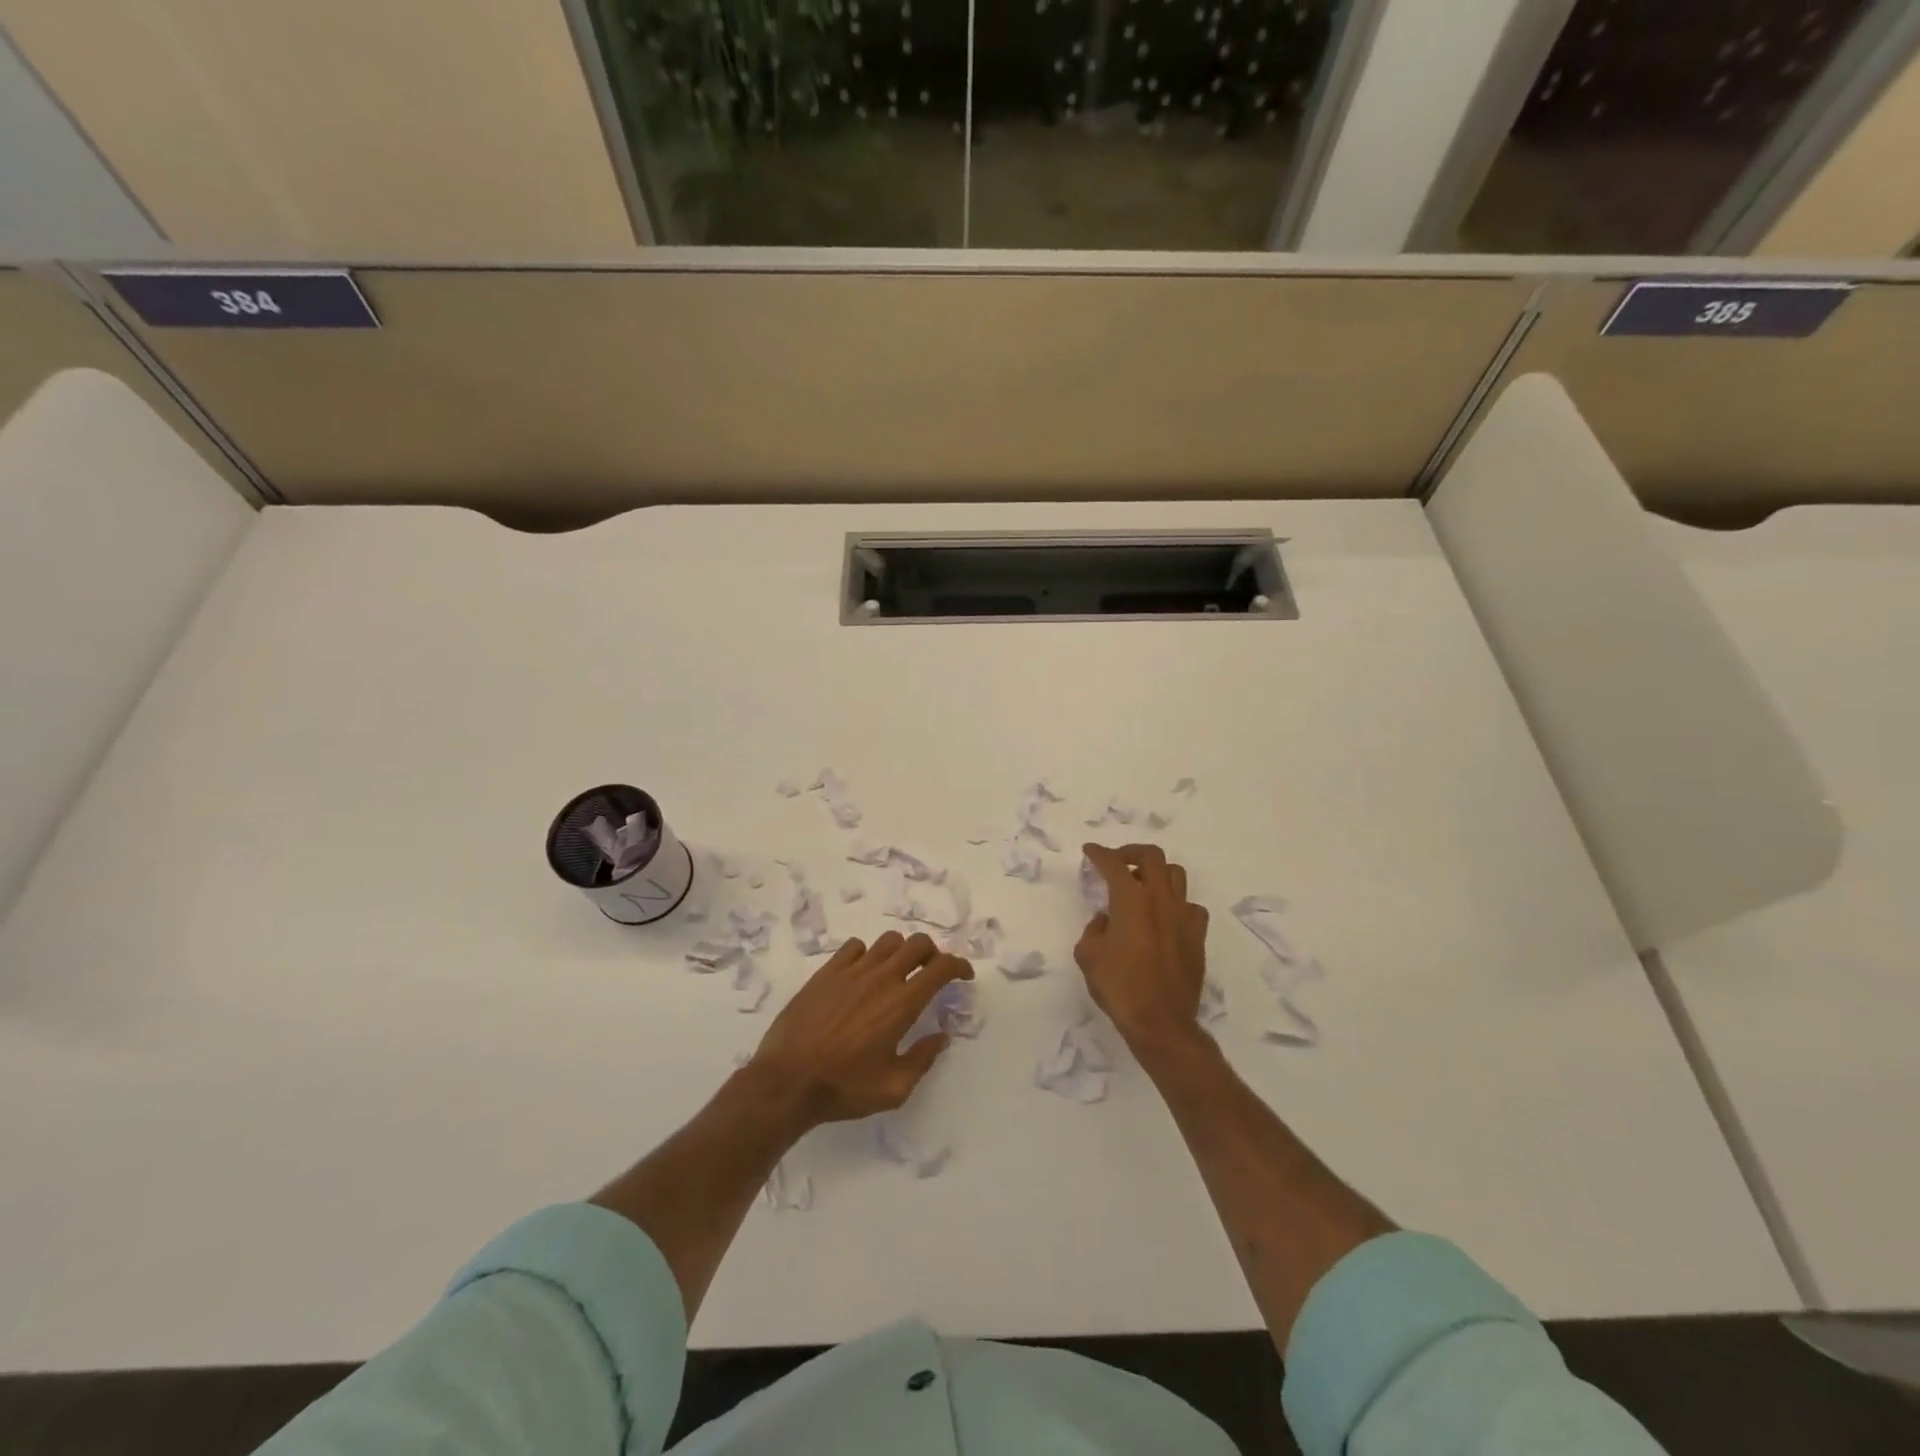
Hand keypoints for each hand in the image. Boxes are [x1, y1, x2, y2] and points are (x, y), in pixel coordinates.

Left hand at [748, 931, 972, 1128]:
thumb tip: (941, 1036)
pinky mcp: (826, 972)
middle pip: (917, 943)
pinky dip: (867, 954)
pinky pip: (855, 947)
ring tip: (897, 972)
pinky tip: (862, 974)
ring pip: (888, 941)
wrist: (787, 1080)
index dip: (958, 966)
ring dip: (901, 952)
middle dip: (932, 953)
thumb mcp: (894, 1089)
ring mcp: (852, 971)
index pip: (941, 967)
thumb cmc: (844, 1088)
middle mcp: (881, 978)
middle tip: (931, 972)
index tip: (963, 976)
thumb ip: (923, 1059)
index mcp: (902, 1003)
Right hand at [1076, 843, 1209, 1050]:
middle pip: (1152, 856)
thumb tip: (1106, 920)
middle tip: (1118, 862)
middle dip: (1131, 853)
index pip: (1113, 863)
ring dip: (1157, 873)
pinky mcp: (1197, 935)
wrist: (1161, 1021)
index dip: (1099, 853)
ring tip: (1143, 885)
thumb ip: (1094, 929)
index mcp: (1131, 900)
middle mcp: (1160, 899)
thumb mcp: (1088, 955)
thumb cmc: (1119, 986)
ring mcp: (1183, 916)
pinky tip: (1166, 917)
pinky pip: (1190, 906)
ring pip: (1176, 875)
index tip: (1090, 851)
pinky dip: (1176, 904)